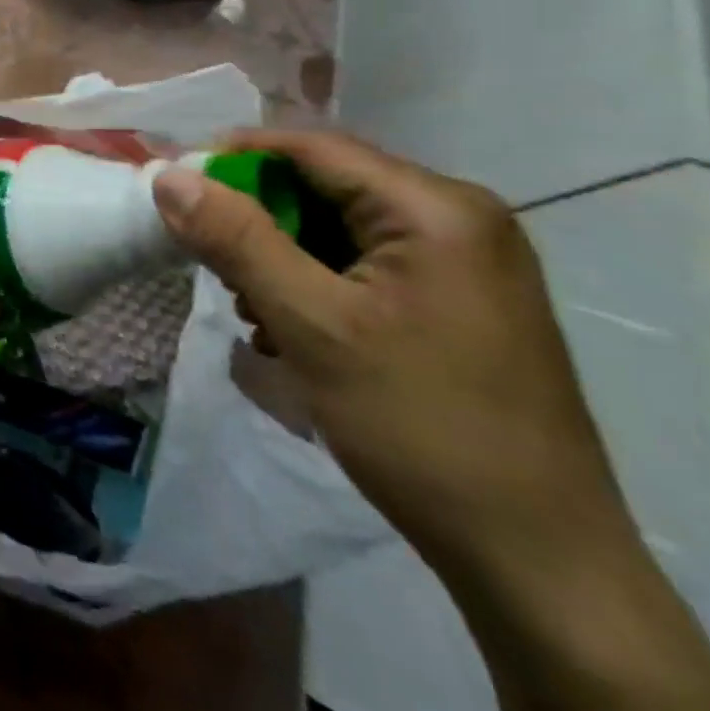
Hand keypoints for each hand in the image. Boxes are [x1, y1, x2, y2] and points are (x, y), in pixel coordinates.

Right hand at [150, 129, 625, 584]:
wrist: (541, 564)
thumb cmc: (420, 427)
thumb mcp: (312, 325)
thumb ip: (236, 239)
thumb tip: (168, 175)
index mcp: (436, 208)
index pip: (311, 147)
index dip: (233, 158)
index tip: (176, 192)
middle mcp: (458, 217)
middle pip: (325, 184)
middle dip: (258, 219)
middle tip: (216, 269)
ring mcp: (464, 260)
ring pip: (339, 225)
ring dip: (282, 256)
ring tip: (255, 313)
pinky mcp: (459, 298)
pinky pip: (366, 262)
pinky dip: (316, 282)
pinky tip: (293, 330)